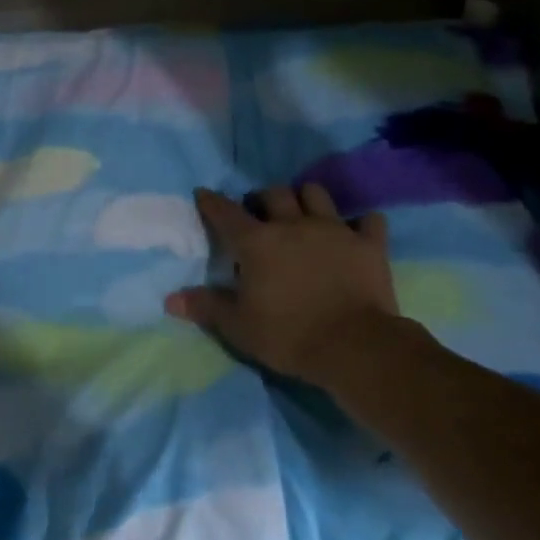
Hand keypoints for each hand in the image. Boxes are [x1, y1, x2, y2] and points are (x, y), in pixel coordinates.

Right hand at [166, 185, 415, 389]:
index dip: (211, 202)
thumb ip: (205, 307)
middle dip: (262, 198)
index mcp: (256, 243)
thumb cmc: (288, 335)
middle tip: (259, 214)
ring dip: (305, 199)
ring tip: (302, 214)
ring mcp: (334, 231)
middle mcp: (293, 225)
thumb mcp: (238, 326)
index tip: (203, 194)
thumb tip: (169, 300)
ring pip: (316, 194)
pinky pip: (368, 220)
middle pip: (274, 193)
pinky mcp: (369, 244)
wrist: (354, 346)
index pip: (226, 213)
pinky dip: (359, 223)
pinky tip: (354, 232)